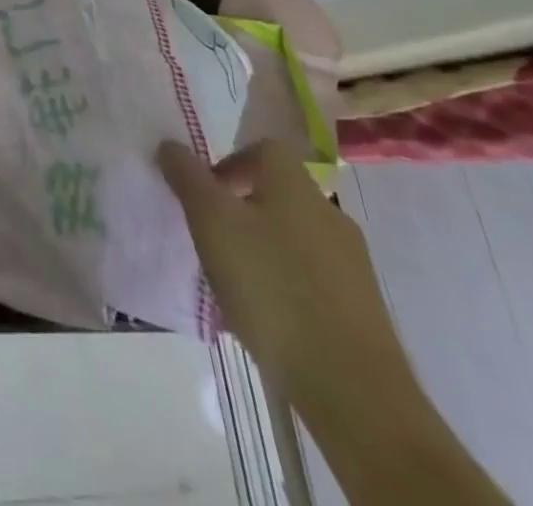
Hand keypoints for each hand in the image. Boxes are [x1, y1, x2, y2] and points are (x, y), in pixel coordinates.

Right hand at [158, 140, 412, 408]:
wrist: (353, 388)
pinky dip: (286, 285)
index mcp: (296, 185)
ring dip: (262, 248)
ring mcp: (352, 263)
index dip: (231, 162)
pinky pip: (312, 278)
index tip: (206, 193)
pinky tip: (267, 316)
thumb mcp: (211, 222)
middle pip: (278, 193)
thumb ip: (188, 178)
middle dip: (242, 209)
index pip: (264, 149)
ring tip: (234, 281)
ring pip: (294, 237)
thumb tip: (170, 144)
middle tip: (212, 237)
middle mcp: (329, 213)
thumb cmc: (272, 287)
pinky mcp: (362, 308)